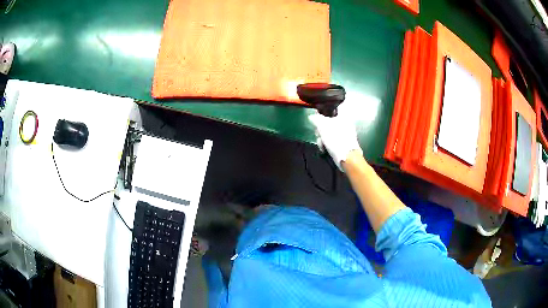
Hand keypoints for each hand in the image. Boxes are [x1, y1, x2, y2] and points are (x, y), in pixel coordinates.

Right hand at [308, 113, 362, 170]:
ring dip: (322, 139)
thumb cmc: (336, 139)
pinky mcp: (343, 144)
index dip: (323, 115)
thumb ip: (316, 119)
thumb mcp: (322, 126)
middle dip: (320, 130)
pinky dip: (327, 145)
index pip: (331, 111)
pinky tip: (325, 149)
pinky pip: (332, 141)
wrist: (346, 157)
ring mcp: (345, 135)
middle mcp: (345, 124)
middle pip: (328, 123)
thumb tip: (312, 116)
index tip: (317, 121)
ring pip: (329, 133)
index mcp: (343, 116)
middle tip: (318, 134)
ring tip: (322, 145)